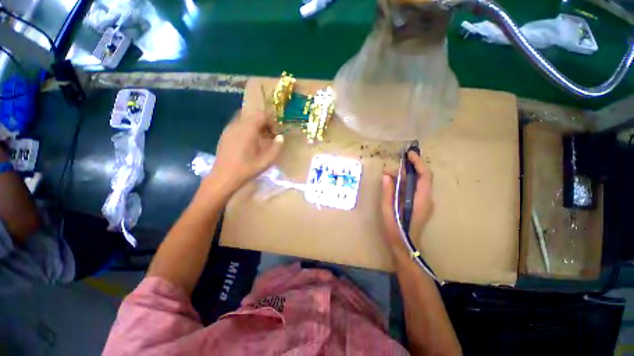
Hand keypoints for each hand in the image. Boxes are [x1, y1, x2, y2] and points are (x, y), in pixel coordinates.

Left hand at [207, 111, 283, 192]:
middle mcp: (237, 125)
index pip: (262, 115)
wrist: (223, 178)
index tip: (274, 133)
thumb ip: (275, 148)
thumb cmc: (246, 170)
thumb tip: (280, 137)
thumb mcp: (265, 162)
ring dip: (255, 124)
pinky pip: (238, 124)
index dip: (271, 121)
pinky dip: (247, 127)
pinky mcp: (225, 134)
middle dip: (264, 122)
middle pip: (253, 115)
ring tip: (260, 138)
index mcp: (248, 131)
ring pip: (245, 118)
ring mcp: (229, 129)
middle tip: (269, 135)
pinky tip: (249, 141)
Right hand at [381, 151, 433, 257]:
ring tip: (392, 174)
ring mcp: (426, 202)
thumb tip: (386, 175)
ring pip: (421, 182)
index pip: (425, 176)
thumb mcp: (387, 210)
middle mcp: (427, 199)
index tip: (409, 154)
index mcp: (420, 200)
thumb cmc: (396, 230)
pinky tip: (397, 183)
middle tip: (394, 167)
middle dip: (411, 167)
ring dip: (408, 174)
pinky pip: (417, 188)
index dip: (418, 162)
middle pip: (424, 177)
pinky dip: (408, 181)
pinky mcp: (422, 204)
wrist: (406, 247)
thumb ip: (387, 192)